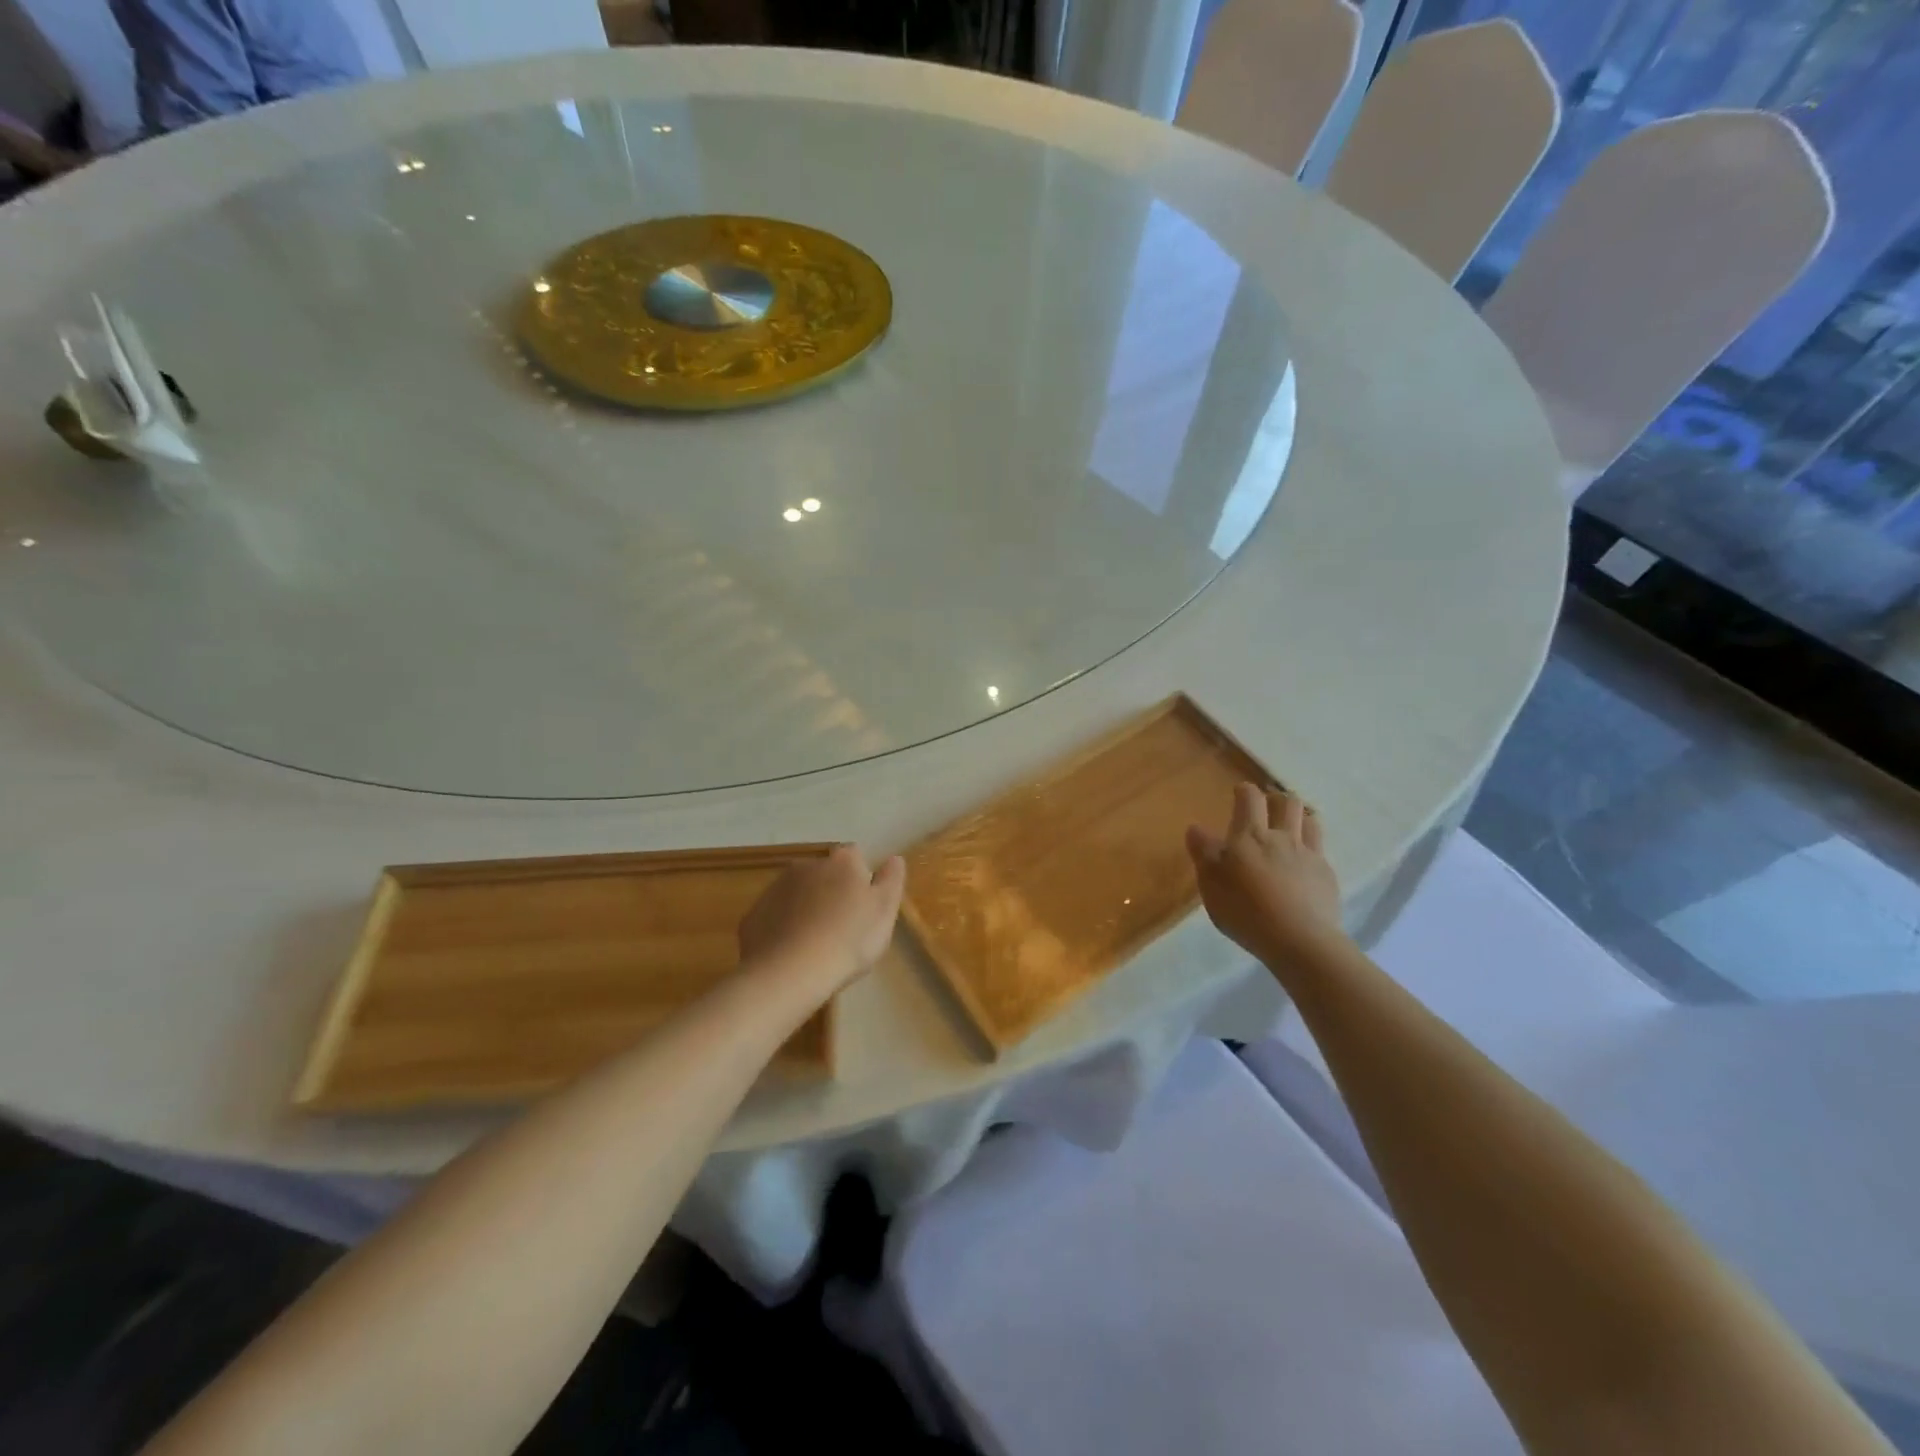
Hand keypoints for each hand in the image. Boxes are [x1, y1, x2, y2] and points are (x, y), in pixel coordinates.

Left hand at [738, 845, 905, 993]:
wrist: (790, 972)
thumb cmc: (848, 939)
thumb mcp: (884, 911)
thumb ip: (892, 880)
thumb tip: (893, 858)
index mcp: (842, 862)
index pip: (855, 857)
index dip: (861, 878)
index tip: (864, 905)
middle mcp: (806, 866)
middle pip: (824, 874)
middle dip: (831, 892)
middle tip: (841, 927)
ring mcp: (775, 889)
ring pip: (797, 894)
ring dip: (806, 909)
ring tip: (815, 944)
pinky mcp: (754, 915)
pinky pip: (775, 917)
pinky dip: (783, 928)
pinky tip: (790, 954)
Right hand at [1186, 783, 1344, 966]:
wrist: (1299, 941)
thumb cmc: (1245, 910)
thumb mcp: (1210, 883)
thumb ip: (1203, 852)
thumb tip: (1196, 828)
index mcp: (1250, 836)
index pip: (1249, 799)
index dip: (1245, 791)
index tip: (1239, 792)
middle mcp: (1282, 837)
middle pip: (1287, 803)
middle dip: (1276, 799)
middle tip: (1267, 807)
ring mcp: (1309, 855)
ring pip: (1309, 821)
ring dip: (1299, 817)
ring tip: (1290, 827)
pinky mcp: (1327, 876)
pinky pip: (1320, 851)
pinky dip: (1311, 848)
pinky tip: (1304, 864)